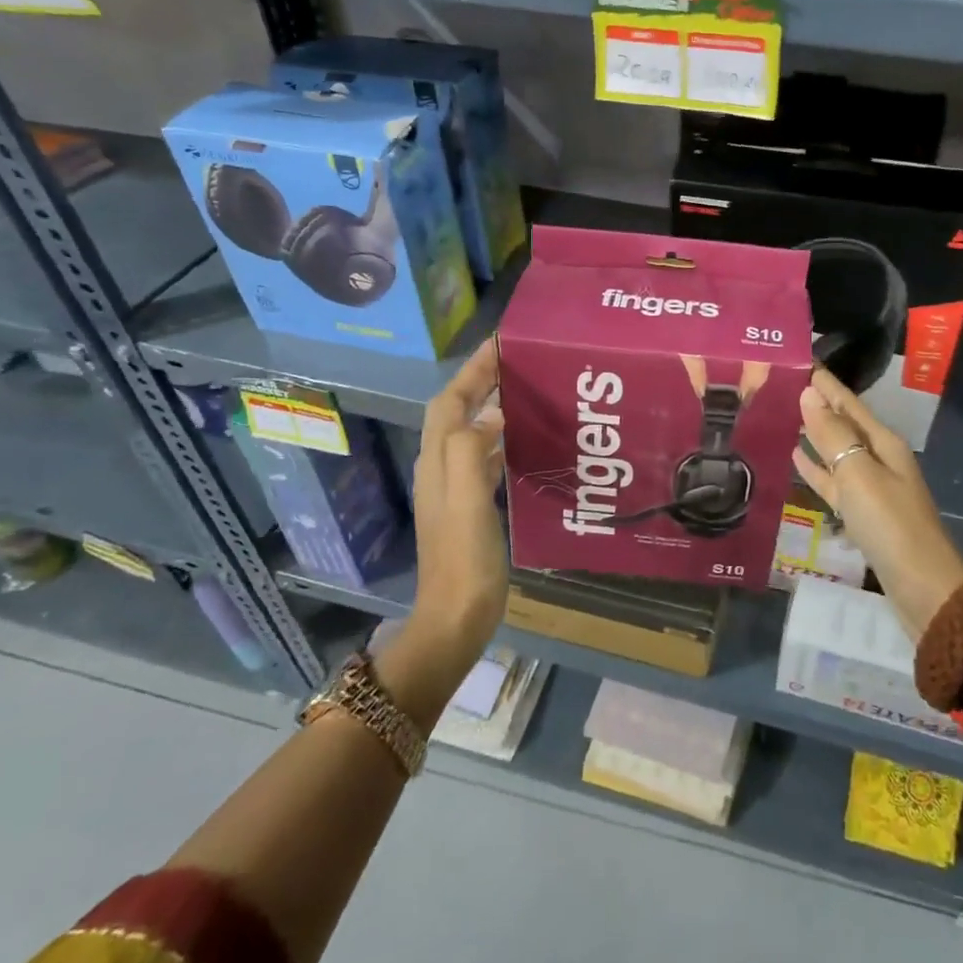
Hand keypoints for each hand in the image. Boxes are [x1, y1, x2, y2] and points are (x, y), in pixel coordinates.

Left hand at [401, 340, 507, 673]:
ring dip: (491, 407)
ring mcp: (455, 489)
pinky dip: (501, 438)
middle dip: (481, 381)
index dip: (471, 371)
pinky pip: (485, 457)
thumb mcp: (466, 502)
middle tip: (518, 362)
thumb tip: (492, 411)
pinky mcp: (471, 506)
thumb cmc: (463, 561)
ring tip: (525, 391)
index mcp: (437, 463)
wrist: (456, 618)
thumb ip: (471, 451)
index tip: (499, 345)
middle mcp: (441, 469)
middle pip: (457, 412)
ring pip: (471, 432)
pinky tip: (525, 441)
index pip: (450, 402)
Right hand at [791, 366, 962, 640]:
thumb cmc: (890, 524)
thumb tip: (808, 394)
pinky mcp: (862, 514)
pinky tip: (796, 458)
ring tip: (784, 416)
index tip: (799, 360)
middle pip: (843, 424)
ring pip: (836, 451)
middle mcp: (878, 459)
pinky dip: (815, 469)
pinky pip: (833, 482)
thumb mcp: (859, 474)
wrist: (922, 588)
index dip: (825, 383)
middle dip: (817, 404)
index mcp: (883, 443)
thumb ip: (832, 435)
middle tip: (781, 385)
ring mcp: (870, 488)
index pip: (848, 402)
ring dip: (814, 434)